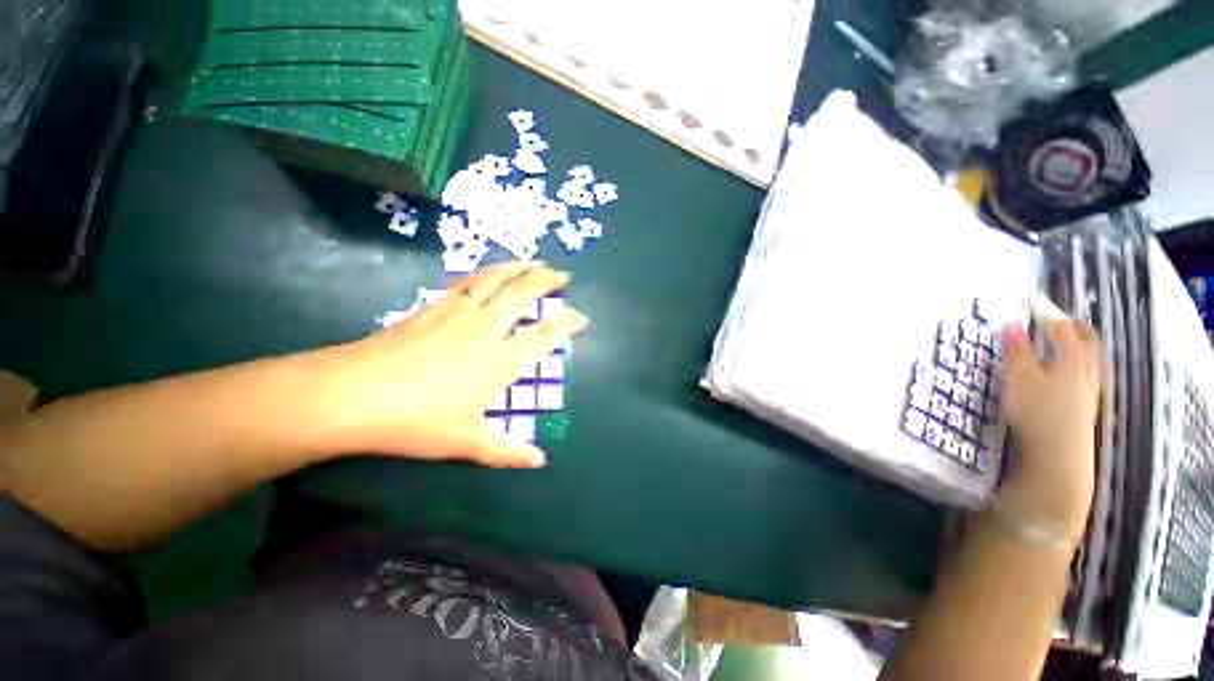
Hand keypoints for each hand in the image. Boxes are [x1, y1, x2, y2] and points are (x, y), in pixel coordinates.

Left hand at [317, 262, 588, 468]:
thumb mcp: (466, 441)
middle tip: (561, 273)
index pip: (544, 335)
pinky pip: (466, 280)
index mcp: (499, 360)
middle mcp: (485, 328)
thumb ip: (507, 449)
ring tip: (531, 261)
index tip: (581, 317)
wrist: (352, 394)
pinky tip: (487, 271)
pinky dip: (484, 272)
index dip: (568, 323)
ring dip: (517, 267)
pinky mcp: (433, 306)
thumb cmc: (416, 420)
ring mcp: (457, 312)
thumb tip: (539, 461)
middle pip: (522, 293)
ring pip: (495, 279)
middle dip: (546, 280)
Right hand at [996, 317, 1101, 542]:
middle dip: (1070, 327)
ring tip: (1053, 345)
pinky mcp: (1083, 406)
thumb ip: (1016, 351)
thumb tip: (1012, 325)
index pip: (1063, 327)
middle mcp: (1086, 369)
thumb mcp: (1020, 379)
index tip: (1030, 302)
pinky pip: (1083, 375)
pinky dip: (1072, 365)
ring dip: (1072, 346)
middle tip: (1050, 320)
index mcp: (1072, 359)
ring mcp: (1088, 389)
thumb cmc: (1039, 414)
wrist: (1059, 457)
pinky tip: (1057, 374)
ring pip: (1087, 358)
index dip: (1047, 312)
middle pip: (1086, 340)